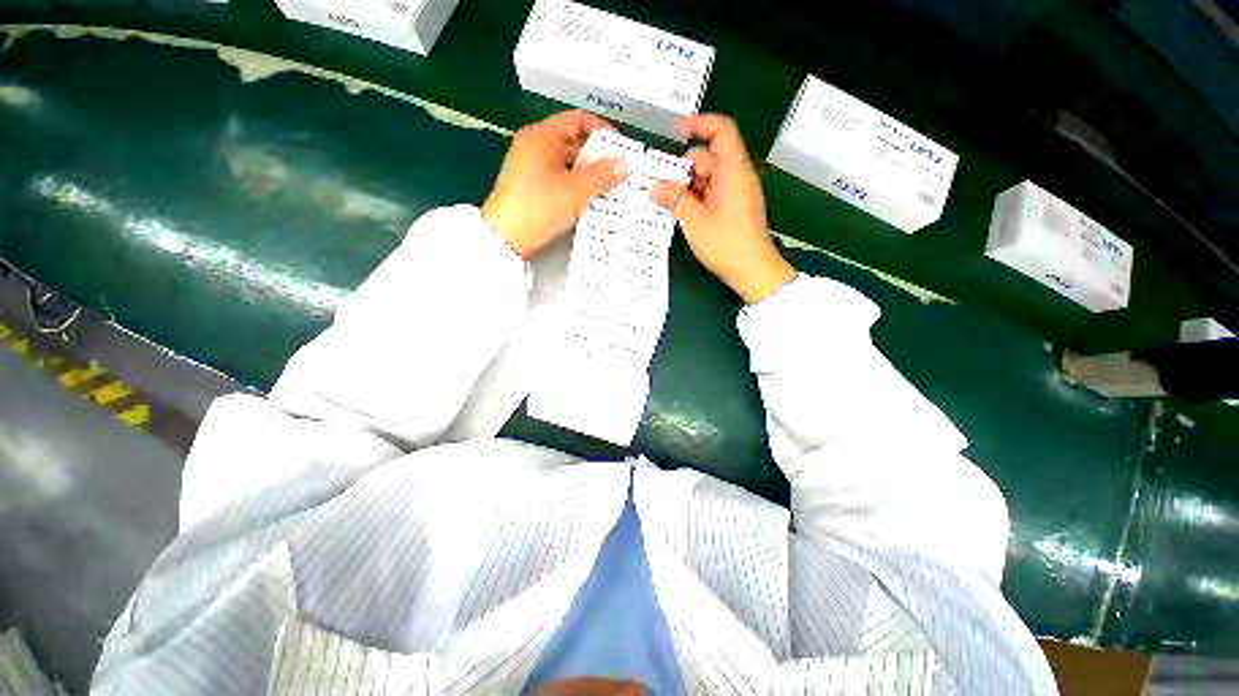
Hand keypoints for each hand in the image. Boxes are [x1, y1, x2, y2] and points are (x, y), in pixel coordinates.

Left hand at [483, 110, 630, 258]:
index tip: (620, 148)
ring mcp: (531, 168)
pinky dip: (576, 185)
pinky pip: (559, 178)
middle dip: (598, 156)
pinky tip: (591, 199)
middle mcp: (534, 146)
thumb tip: (624, 166)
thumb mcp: (575, 190)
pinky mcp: (531, 187)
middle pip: (573, 141)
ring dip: (588, 173)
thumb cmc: (540, 206)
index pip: (578, 120)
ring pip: (567, 163)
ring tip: (610, 187)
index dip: (602, 130)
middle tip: (619, 171)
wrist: (507, 238)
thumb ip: (602, 175)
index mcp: (542, 136)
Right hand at [652, 115, 795, 303]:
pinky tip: (677, 212)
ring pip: (706, 179)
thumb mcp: (695, 221)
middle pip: (707, 157)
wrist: (753, 271)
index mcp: (732, 171)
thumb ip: (673, 199)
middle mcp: (735, 177)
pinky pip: (710, 194)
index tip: (675, 133)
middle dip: (682, 168)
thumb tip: (654, 185)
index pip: (721, 130)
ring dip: (685, 187)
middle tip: (657, 183)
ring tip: (662, 201)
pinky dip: (694, 199)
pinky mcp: (732, 209)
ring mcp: (734, 194)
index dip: (699, 124)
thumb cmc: (726, 244)